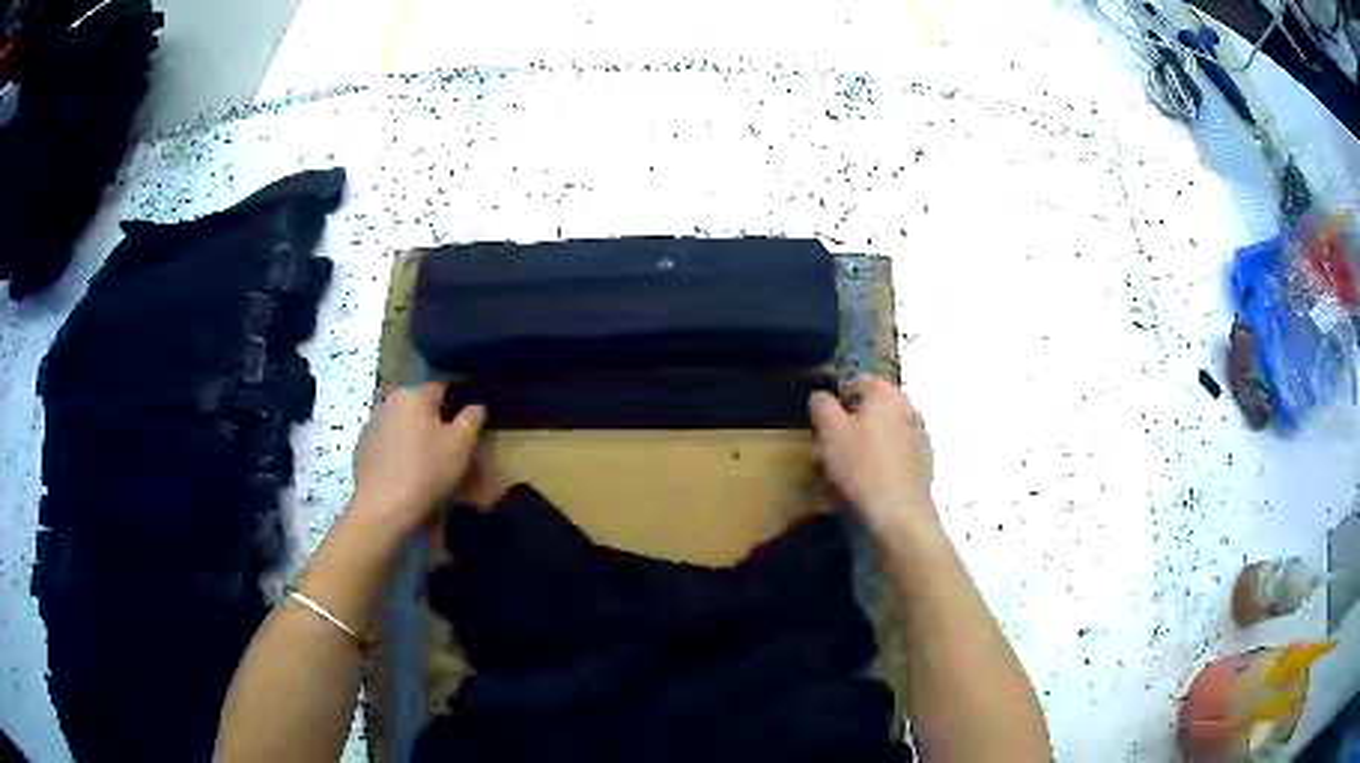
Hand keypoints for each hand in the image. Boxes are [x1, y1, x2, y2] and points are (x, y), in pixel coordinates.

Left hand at [350, 383, 485, 535]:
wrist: (383, 507)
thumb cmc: (426, 471)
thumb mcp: (461, 446)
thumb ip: (471, 419)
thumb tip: (475, 406)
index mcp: (414, 395)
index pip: (442, 389)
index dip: (457, 407)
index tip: (465, 431)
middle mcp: (390, 401)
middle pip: (420, 407)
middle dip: (434, 424)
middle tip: (447, 451)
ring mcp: (372, 424)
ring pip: (402, 425)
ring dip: (414, 438)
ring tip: (426, 466)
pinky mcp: (362, 447)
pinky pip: (387, 443)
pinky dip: (397, 453)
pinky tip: (405, 475)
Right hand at [809, 376, 936, 535]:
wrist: (900, 516)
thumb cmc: (863, 466)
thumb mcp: (830, 430)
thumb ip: (822, 405)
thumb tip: (821, 397)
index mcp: (887, 393)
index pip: (853, 382)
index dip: (831, 402)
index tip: (817, 426)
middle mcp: (906, 409)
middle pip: (864, 414)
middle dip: (840, 433)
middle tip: (821, 456)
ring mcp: (916, 440)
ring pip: (874, 439)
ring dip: (852, 454)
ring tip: (833, 481)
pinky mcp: (918, 468)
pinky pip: (885, 461)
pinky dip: (869, 471)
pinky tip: (855, 492)